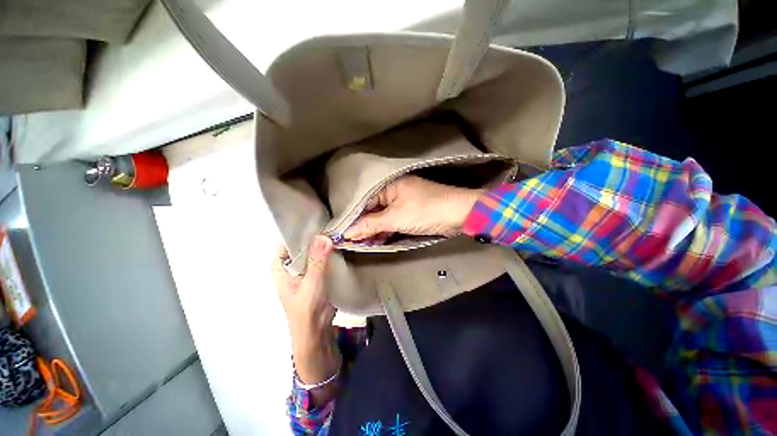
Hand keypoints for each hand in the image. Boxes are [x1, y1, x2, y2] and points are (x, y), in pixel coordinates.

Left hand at [273, 236, 339, 387]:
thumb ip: (317, 261)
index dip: (301, 228)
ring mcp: (304, 270)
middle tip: (333, 222)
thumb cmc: (306, 309)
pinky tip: (340, 245)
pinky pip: (322, 258)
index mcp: (280, 267)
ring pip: (313, 251)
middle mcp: (291, 266)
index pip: (287, 240)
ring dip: (323, 243)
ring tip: (338, 230)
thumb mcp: (311, 283)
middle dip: (316, 235)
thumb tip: (324, 236)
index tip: (318, 217)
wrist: (316, 331)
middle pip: (302, 244)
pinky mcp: (316, 274)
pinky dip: (329, 252)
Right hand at [344, 176, 482, 240]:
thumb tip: (346, 233)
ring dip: (374, 231)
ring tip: (362, 244)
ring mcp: (402, 203)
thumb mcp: (395, 218)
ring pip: (382, 217)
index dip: (354, 219)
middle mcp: (393, 192)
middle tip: (352, 243)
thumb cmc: (425, 211)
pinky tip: (377, 241)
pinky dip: (386, 231)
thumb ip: (370, 225)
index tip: (343, 234)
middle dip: (364, 226)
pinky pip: (392, 221)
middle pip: (373, 210)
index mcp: (388, 186)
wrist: (459, 214)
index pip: (364, 202)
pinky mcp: (410, 213)